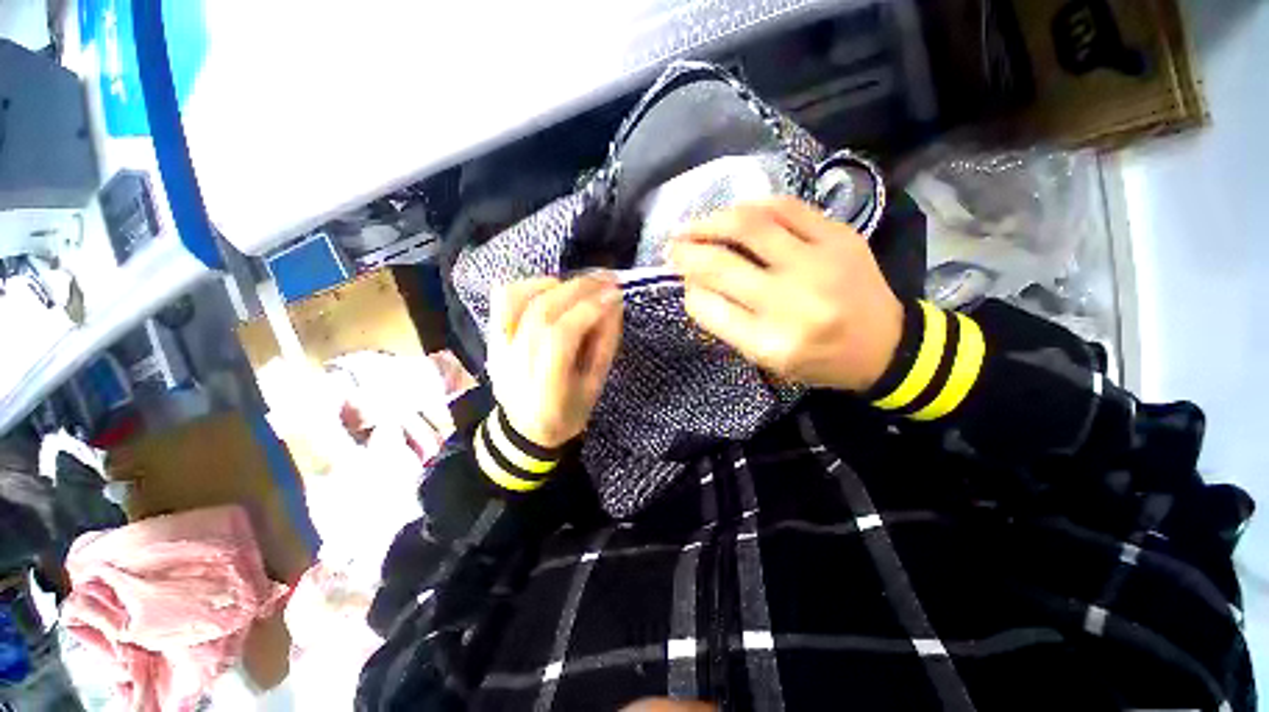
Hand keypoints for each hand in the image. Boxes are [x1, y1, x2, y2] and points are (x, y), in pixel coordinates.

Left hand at [488, 274, 623, 447]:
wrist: (524, 430)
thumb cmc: (567, 413)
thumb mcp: (595, 387)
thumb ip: (605, 345)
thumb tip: (614, 304)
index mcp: (545, 389)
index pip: (561, 336)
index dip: (589, 310)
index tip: (615, 293)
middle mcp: (514, 365)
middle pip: (541, 312)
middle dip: (578, 289)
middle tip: (605, 277)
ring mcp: (497, 349)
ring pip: (518, 300)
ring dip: (553, 284)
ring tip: (580, 285)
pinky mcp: (491, 339)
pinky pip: (503, 300)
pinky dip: (528, 285)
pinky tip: (551, 288)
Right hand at [669, 197, 902, 392]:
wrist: (885, 345)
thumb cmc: (819, 360)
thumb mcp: (766, 359)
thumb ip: (728, 323)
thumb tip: (694, 284)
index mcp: (770, 343)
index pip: (708, 307)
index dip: (688, 290)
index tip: (682, 282)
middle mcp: (791, 302)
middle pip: (720, 264)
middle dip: (685, 252)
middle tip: (672, 247)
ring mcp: (818, 263)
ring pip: (748, 225)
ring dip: (710, 222)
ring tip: (694, 226)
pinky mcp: (839, 236)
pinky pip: (785, 207)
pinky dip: (751, 207)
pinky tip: (735, 214)